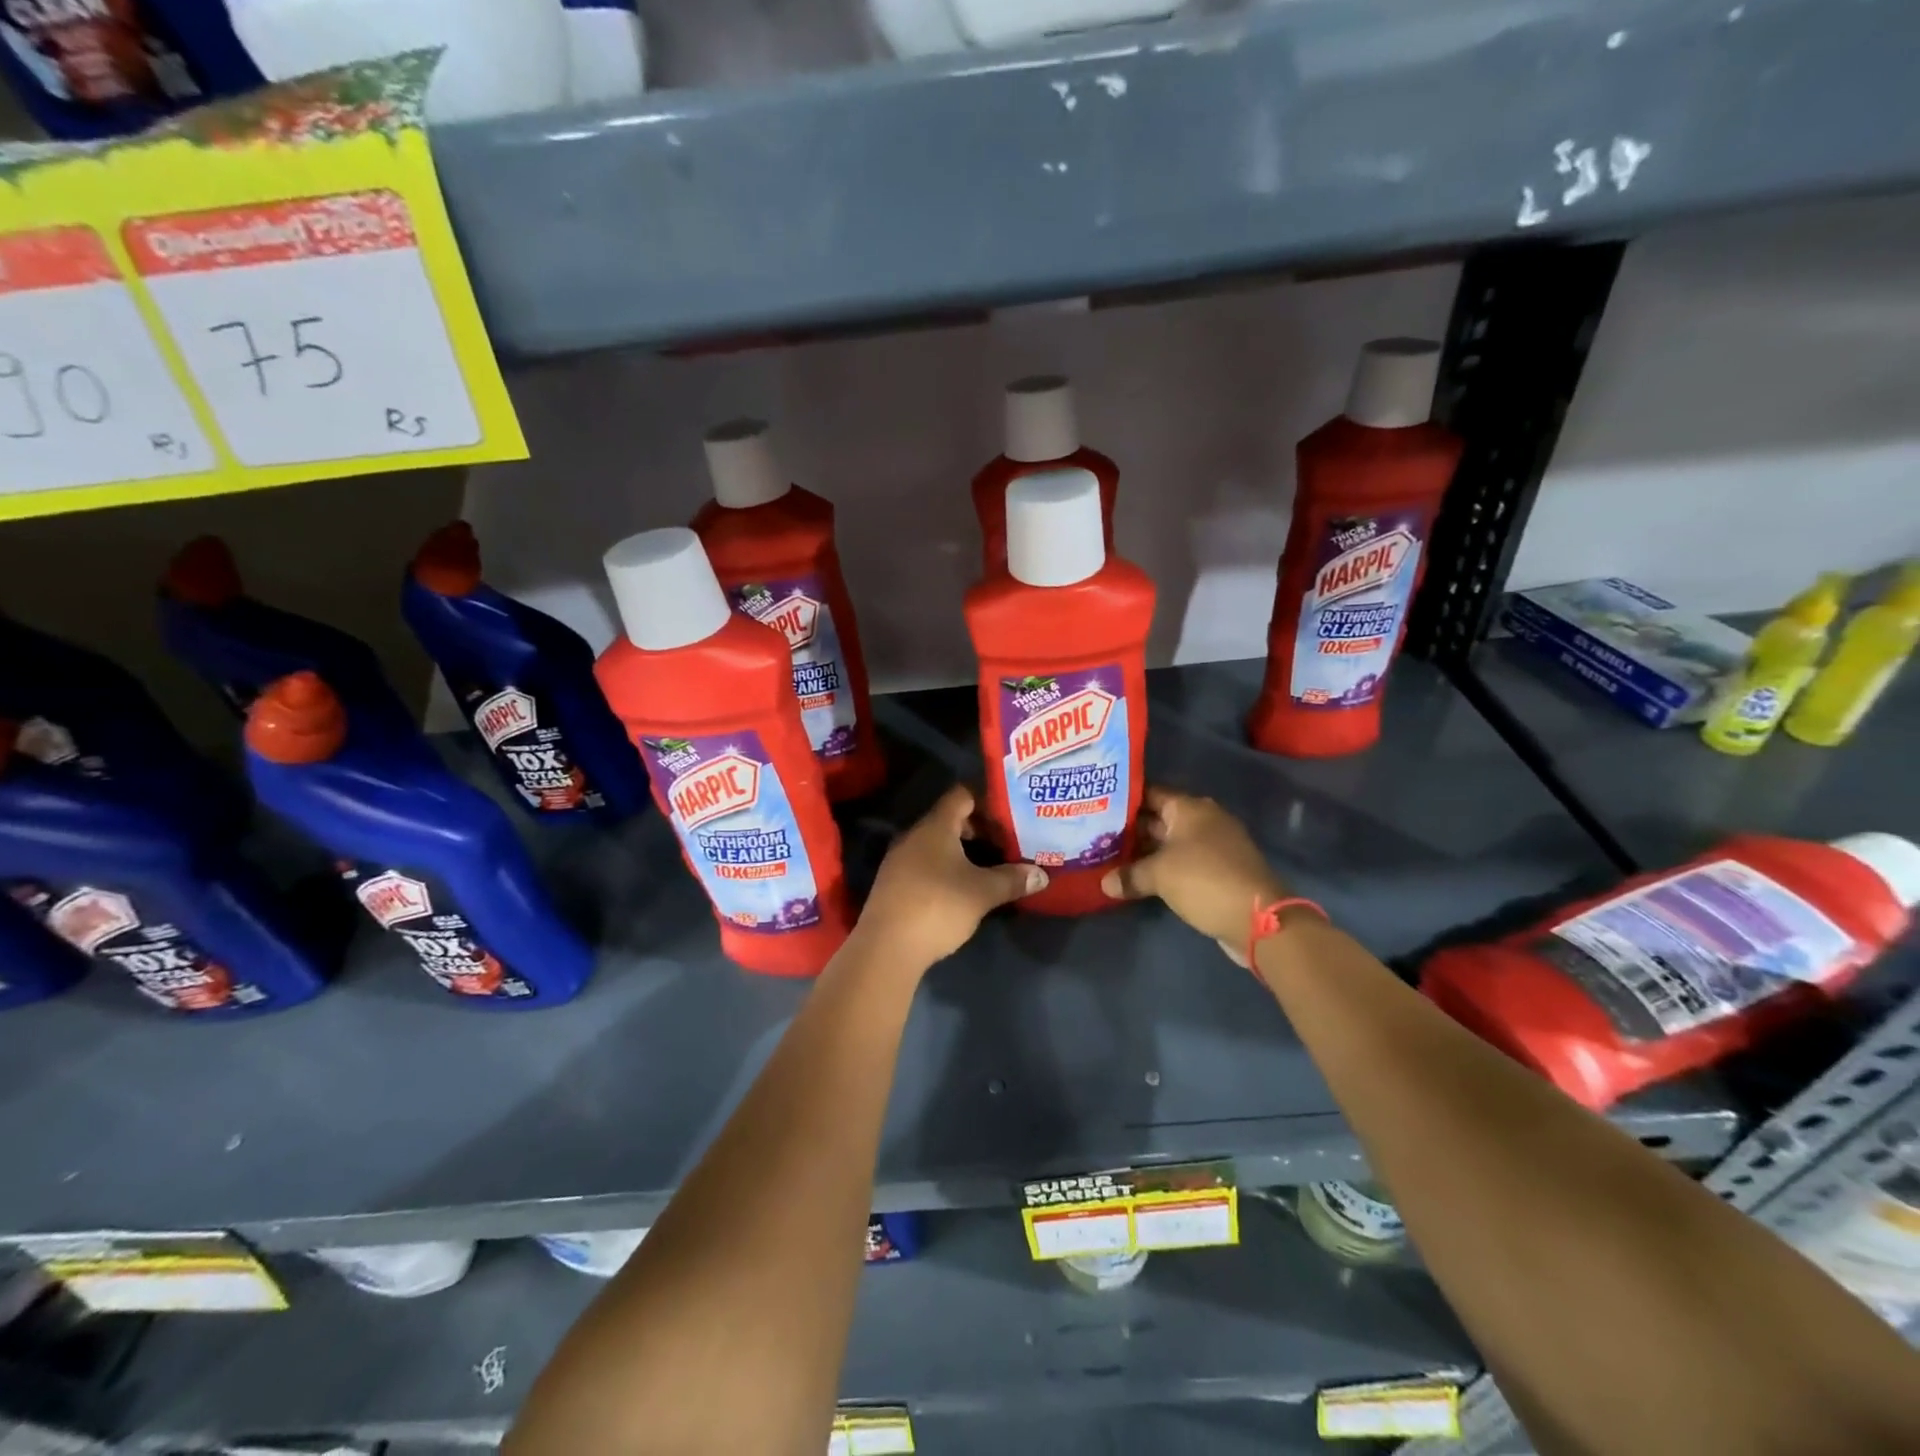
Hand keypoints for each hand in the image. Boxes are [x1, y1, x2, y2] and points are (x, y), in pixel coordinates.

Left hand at [856, 785, 1047, 968]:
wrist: (886, 947)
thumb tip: (1041, 874)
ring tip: (990, 865)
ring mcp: (900, 860)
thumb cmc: (938, 907)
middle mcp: (914, 836)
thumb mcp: (982, 893)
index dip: (986, 799)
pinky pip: (925, 863)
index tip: (1010, 813)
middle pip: (950, 819)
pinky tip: (963, 887)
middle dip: (979, 828)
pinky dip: (946, 867)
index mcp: (935, 827)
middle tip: (1007, 841)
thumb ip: (1012, 880)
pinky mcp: (894, 883)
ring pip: (937, 844)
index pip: (962, 795)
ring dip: (962, 851)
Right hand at [1101, 787, 1286, 963]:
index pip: (1150, 793)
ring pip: (1171, 842)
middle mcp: (1204, 819)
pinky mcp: (1220, 869)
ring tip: (1111, 858)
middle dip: (1131, 829)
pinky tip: (1140, 878)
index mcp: (1190, 808)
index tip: (1098, 807)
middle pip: (1159, 818)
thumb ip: (1129, 875)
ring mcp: (1215, 845)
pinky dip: (1163, 867)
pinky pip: (1184, 861)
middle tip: (1097, 835)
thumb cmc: (1204, 880)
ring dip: (1146, 851)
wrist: (1257, 919)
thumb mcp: (1159, 875)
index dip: (1125, 799)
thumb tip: (1105, 883)